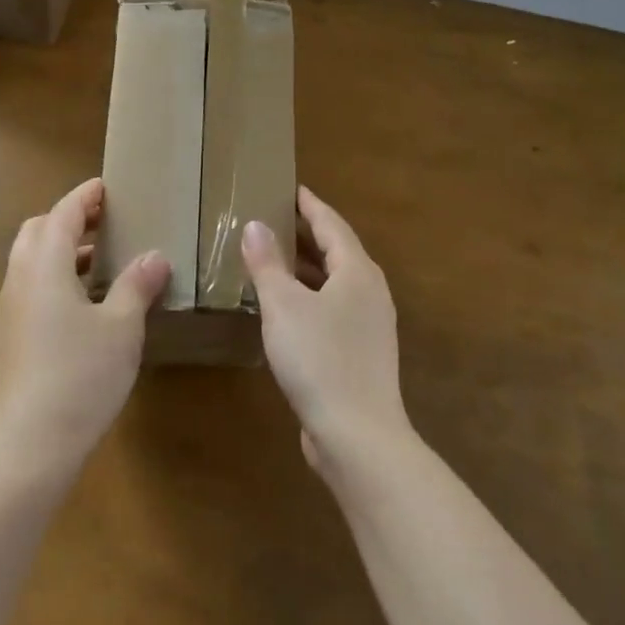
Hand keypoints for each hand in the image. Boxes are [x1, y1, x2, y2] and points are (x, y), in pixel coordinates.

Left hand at [0, 178, 169, 475]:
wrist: (29, 446)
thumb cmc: (81, 376)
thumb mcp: (121, 327)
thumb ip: (136, 285)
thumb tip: (155, 256)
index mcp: (44, 266)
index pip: (62, 214)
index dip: (85, 196)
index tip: (107, 188)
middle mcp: (19, 280)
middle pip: (37, 231)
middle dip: (67, 220)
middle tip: (103, 224)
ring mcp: (9, 311)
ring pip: (30, 262)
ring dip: (60, 251)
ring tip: (100, 262)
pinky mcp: (8, 338)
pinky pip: (29, 289)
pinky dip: (53, 278)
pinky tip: (83, 305)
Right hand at [242, 187, 412, 473]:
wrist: (358, 436)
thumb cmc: (320, 359)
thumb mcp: (283, 306)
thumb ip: (267, 263)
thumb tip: (255, 225)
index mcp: (357, 271)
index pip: (331, 224)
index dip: (309, 205)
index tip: (290, 188)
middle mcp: (370, 292)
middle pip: (336, 251)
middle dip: (305, 234)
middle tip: (273, 218)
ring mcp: (369, 325)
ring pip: (334, 282)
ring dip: (305, 268)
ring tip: (272, 257)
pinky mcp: (361, 353)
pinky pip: (332, 309)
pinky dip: (309, 297)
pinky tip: (284, 308)